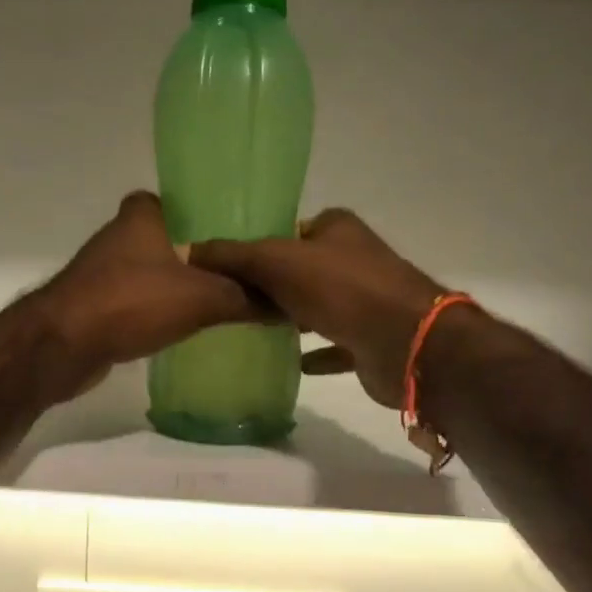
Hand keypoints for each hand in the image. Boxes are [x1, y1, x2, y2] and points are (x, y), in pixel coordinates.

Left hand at [27, 192, 265, 399]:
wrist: (61, 347)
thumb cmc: (130, 303)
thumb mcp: (201, 298)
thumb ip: (244, 298)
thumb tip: (286, 305)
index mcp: (140, 217)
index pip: (176, 200)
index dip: (204, 212)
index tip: (235, 233)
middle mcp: (118, 238)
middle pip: (168, 238)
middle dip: (198, 253)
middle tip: (239, 271)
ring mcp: (102, 273)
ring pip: (153, 272)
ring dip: (178, 285)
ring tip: (222, 300)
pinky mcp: (95, 306)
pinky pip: (138, 302)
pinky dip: (158, 311)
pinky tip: (185, 327)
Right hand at [191, 209, 446, 408]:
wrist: (406, 343)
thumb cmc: (342, 290)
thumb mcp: (276, 262)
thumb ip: (232, 256)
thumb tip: (185, 251)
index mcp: (337, 228)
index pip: (287, 230)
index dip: (257, 245)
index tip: (224, 266)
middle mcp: (353, 258)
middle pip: (300, 268)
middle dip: (270, 284)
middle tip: (229, 300)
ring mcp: (365, 299)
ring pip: (317, 305)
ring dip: (290, 315)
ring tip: (249, 327)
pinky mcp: (369, 338)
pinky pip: (333, 343)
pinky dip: (314, 351)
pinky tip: (290, 362)